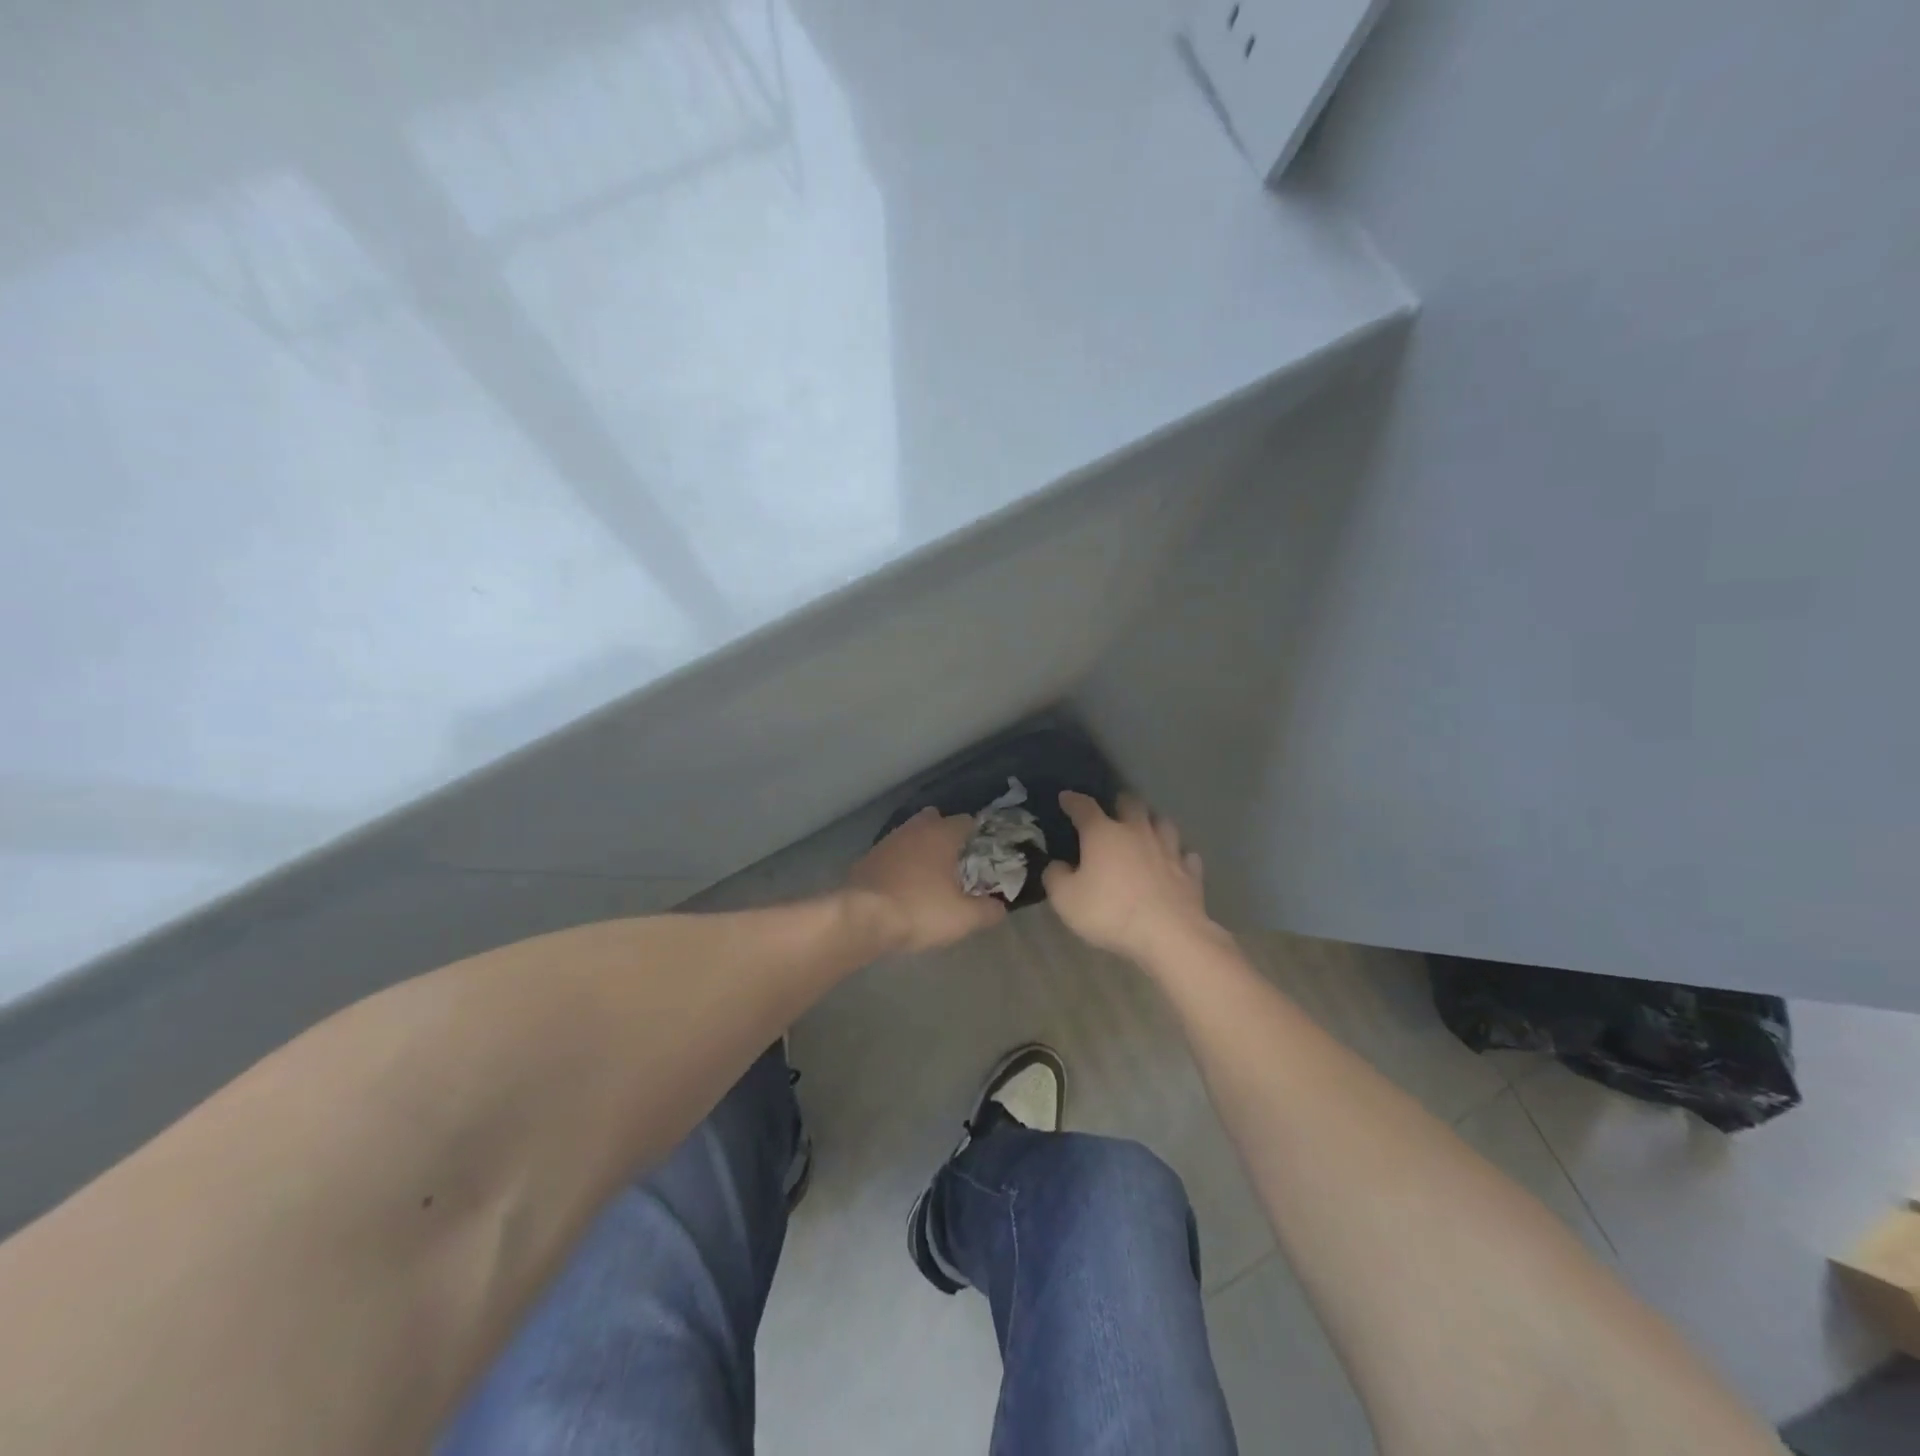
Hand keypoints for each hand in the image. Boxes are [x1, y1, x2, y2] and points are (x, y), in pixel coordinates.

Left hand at [847, 807, 1007, 953]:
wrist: (860, 917)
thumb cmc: (920, 910)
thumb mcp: (963, 918)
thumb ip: (988, 910)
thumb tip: (1001, 907)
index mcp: (942, 834)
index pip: (967, 821)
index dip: (978, 835)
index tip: (985, 853)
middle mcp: (914, 829)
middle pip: (935, 820)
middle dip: (946, 834)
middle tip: (956, 860)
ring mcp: (887, 841)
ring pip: (910, 835)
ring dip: (920, 848)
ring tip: (930, 875)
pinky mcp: (866, 858)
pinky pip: (892, 854)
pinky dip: (900, 864)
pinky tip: (903, 885)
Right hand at [1042, 792, 1223, 967]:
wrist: (1168, 935)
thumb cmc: (1110, 912)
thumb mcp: (1066, 899)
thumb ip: (1056, 877)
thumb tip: (1057, 865)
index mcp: (1103, 834)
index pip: (1084, 807)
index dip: (1073, 801)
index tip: (1066, 798)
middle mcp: (1137, 832)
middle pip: (1131, 804)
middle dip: (1120, 803)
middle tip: (1114, 811)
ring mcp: (1168, 849)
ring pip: (1163, 823)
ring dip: (1153, 823)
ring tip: (1147, 830)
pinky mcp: (1190, 871)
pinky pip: (1185, 855)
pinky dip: (1178, 855)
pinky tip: (1175, 862)